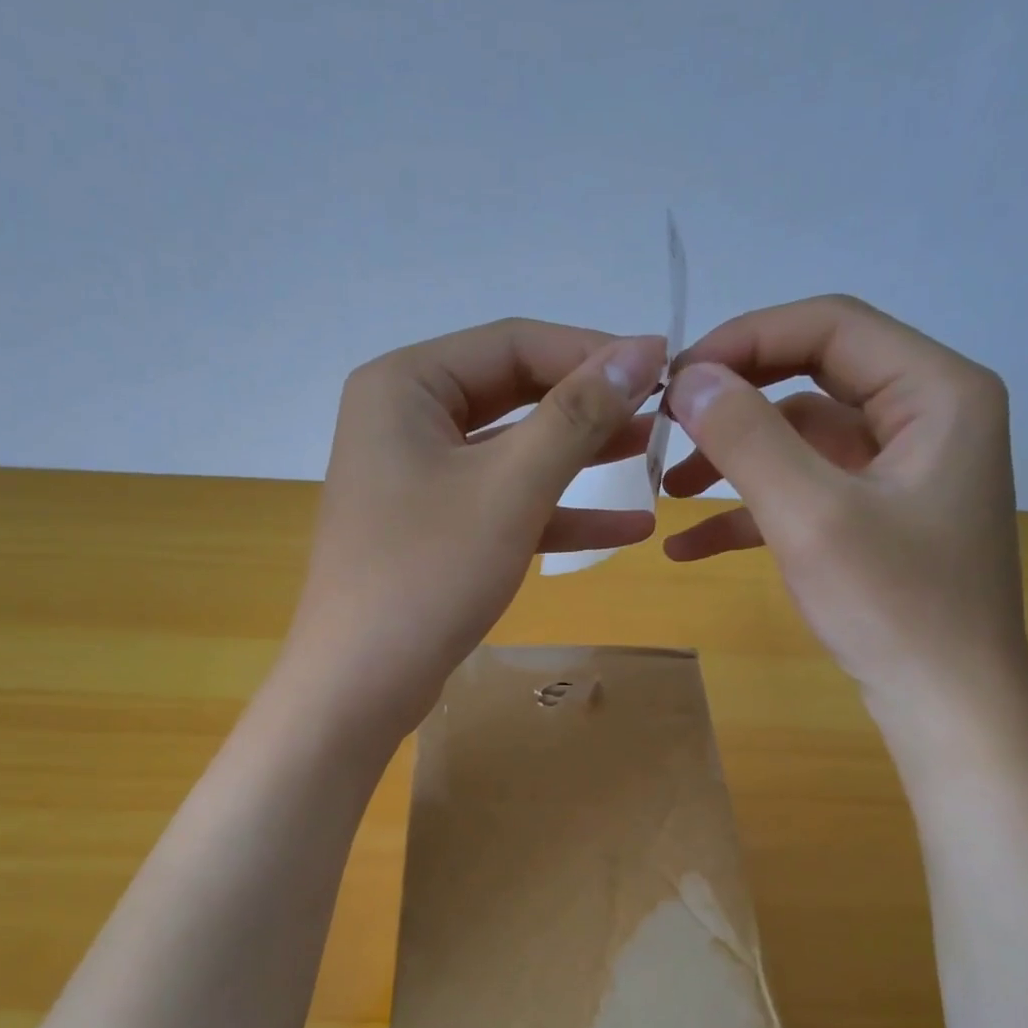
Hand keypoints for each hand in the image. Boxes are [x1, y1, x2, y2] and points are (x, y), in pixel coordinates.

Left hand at [281, 319, 665, 740]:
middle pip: (514, 394)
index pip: (513, 343)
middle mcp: (404, 419)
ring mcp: (417, 478)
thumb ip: (578, 415)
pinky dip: (556, 513)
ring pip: (512, 453)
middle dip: (590, 407)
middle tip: (664, 411)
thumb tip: (643, 350)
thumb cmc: (429, 574)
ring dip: (581, 458)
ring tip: (657, 457)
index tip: (667, 365)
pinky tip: (626, 527)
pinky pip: (501, 503)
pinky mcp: (432, 529)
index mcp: (405, 385)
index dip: (593, 351)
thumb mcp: (512, 487)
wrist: (360, 684)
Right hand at [663, 295, 1027, 728]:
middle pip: (812, 377)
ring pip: (800, 438)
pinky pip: (805, 491)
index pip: (830, 326)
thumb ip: (748, 437)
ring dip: (734, 458)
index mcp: (936, 391)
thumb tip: (689, 378)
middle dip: (734, 402)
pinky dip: (749, 511)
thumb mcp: (811, 516)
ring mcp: (900, 470)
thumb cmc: (893, 607)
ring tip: (666, 489)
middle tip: (666, 426)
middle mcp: (925, 415)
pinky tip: (688, 547)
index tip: (676, 380)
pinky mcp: (876, 516)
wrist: (946, 707)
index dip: (746, 340)